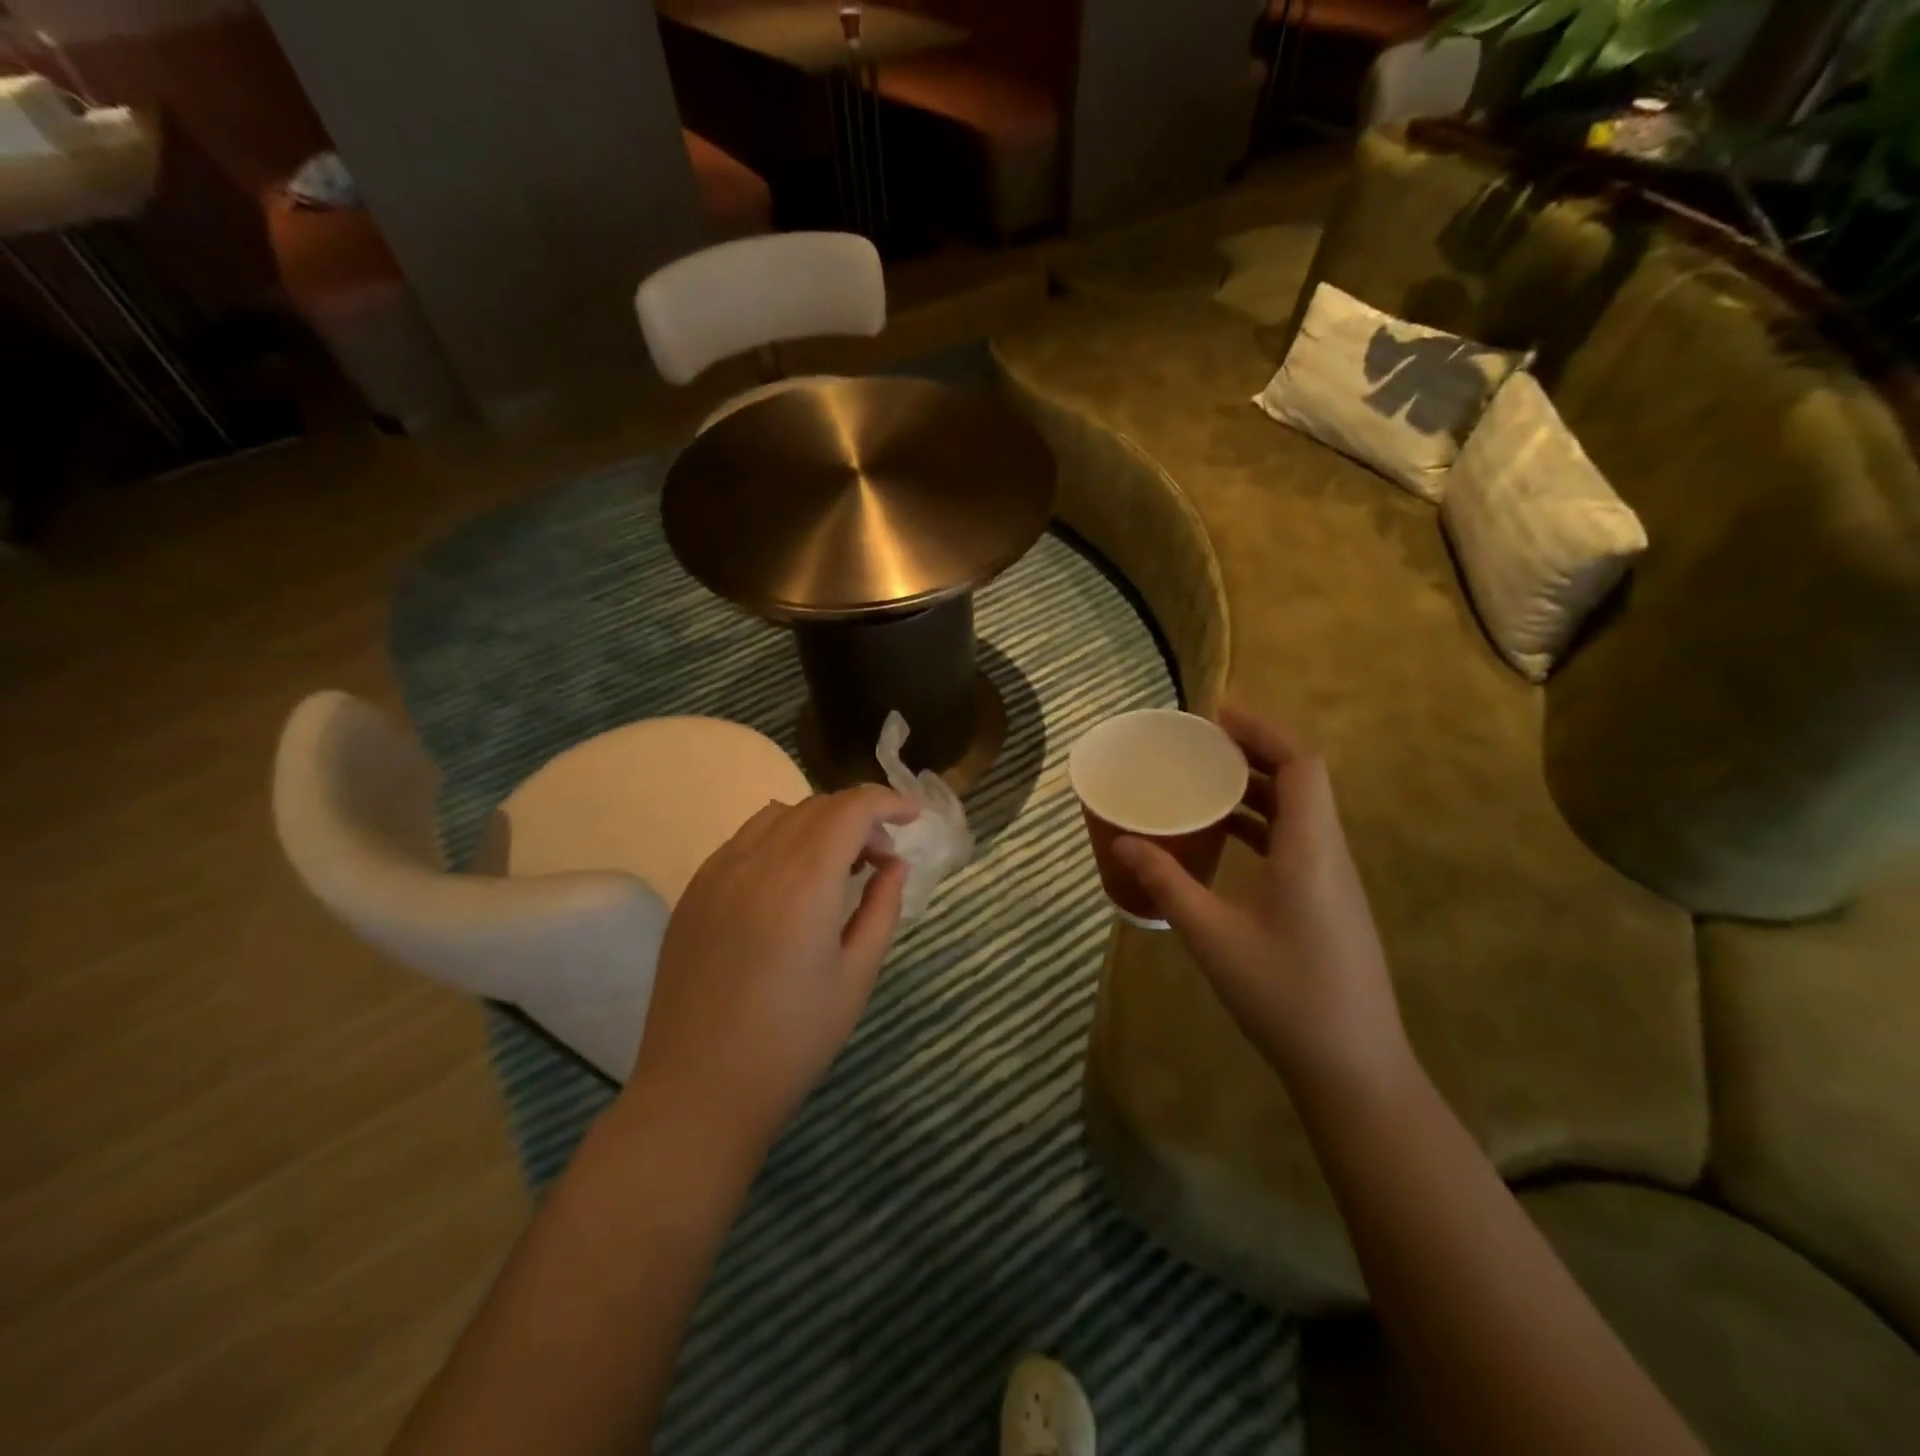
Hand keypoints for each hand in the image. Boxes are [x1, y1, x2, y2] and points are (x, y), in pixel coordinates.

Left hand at [628, 786, 918, 1155]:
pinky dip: (780, 840)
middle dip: (859, 817)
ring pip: (778, 816)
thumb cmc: (791, 1040)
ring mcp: (716, 873)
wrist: (698, 1090)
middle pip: (817, 806)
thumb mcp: (856, 976)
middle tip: (881, 859)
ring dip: (818, 824)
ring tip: (836, 867)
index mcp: (803, 881)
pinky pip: (744, 841)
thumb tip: (894, 865)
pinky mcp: (693, 891)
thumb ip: (882, 908)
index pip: (851, 808)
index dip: (888, 802)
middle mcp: (756, 861)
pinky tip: (789, 884)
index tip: (913, 819)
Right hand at [1113, 706, 1413, 1109]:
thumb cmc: (1283, 995)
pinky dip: (1261, 822)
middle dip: (1254, 751)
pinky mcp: (1328, 900)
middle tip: (1200, 743)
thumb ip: (1166, 882)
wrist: (1352, 1066)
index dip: (1263, 729)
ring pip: (1300, 810)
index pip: (1301, 764)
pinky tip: (1225, 836)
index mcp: (1310, 850)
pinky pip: (1296, 839)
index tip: (1217, 714)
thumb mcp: (1211, 936)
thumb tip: (1122, 840)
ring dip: (1257, 786)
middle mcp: (1329, 853)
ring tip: (1204, 780)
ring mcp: (1334, 878)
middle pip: (1302, 779)